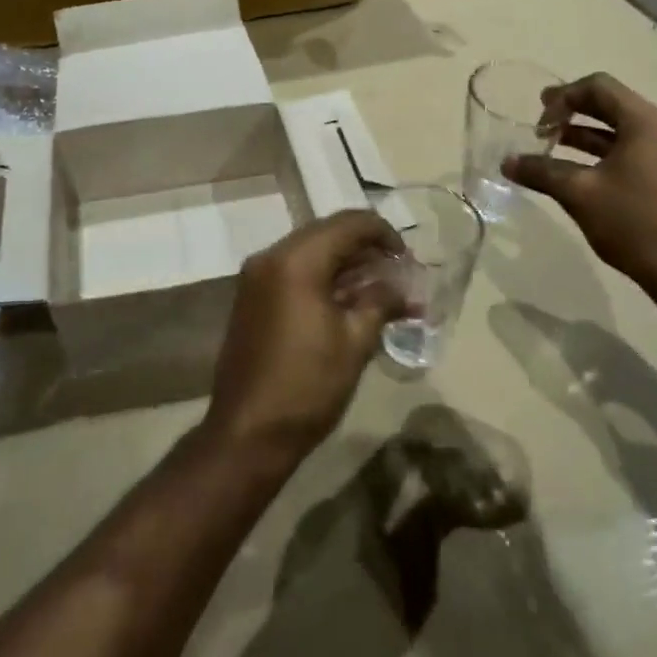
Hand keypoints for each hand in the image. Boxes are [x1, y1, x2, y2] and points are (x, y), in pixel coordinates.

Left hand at [206, 210, 407, 462]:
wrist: (248, 433)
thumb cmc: (308, 385)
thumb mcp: (355, 342)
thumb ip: (381, 302)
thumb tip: (403, 289)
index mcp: (296, 260)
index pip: (349, 223)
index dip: (384, 234)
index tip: (408, 259)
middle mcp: (271, 256)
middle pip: (327, 232)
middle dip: (365, 248)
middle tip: (397, 272)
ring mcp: (256, 276)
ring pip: (310, 251)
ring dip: (345, 263)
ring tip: (379, 288)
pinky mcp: (251, 297)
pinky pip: (293, 270)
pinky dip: (322, 276)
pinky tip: (347, 300)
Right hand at [504, 72, 656, 296]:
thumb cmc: (634, 222)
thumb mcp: (579, 193)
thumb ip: (541, 171)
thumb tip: (506, 162)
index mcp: (644, 122)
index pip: (599, 86)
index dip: (562, 96)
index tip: (538, 120)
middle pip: (611, 105)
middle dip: (572, 112)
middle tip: (540, 125)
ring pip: (620, 131)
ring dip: (585, 135)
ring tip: (552, 148)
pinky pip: (631, 153)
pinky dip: (602, 155)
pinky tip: (579, 175)